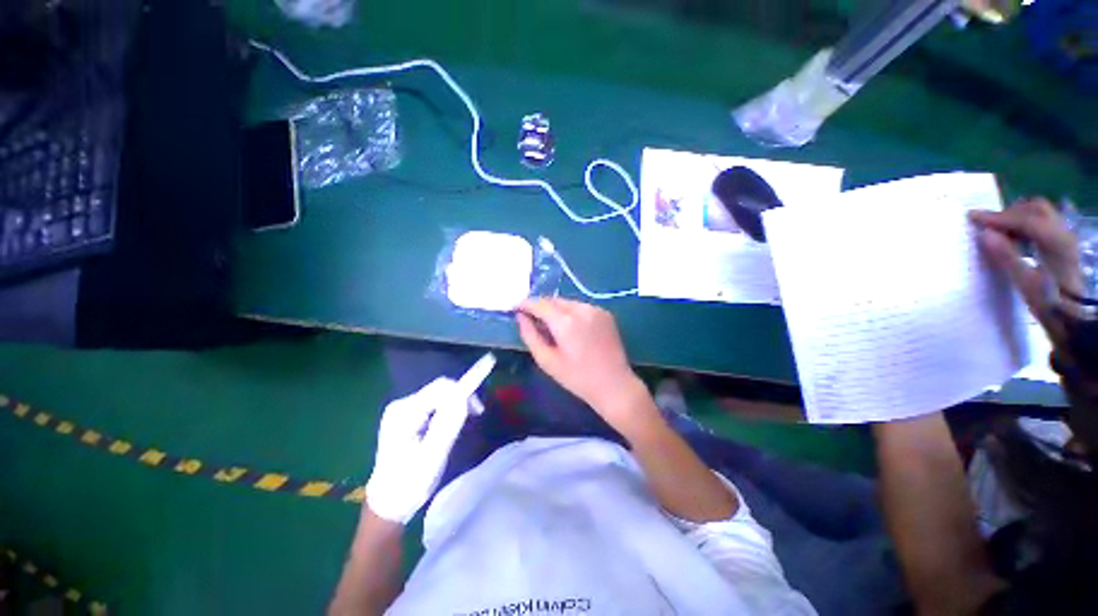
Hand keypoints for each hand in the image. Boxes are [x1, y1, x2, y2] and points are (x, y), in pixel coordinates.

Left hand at [365, 378, 479, 523]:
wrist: (388, 504)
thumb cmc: (410, 483)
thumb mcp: (433, 455)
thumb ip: (448, 423)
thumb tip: (464, 397)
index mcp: (404, 412)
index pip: (440, 387)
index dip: (463, 391)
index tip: (479, 410)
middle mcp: (401, 405)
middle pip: (439, 390)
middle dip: (461, 399)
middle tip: (476, 416)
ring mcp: (402, 411)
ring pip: (438, 397)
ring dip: (455, 406)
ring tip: (464, 426)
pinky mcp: (407, 418)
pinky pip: (434, 405)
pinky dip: (447, 412)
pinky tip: (450, 427)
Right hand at [517, 298, 655, 435]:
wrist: (615, 385)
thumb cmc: (577, 378)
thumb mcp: (547, 361)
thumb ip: (530, 335)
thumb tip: (520, 317)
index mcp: (566, 322)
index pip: (540, 304)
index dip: (525, 304)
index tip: (515, 308)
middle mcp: (582, 309)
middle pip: (554, 300)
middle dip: (540, 307)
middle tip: (531, 320)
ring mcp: (596, 309)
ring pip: (567, 302)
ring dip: (555, 309)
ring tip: (551, 326)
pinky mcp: (605, 313)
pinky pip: (581, 307)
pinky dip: (570, 312)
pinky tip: (570, 328)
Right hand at [970, 198, 1082, 333]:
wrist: (1075, 319)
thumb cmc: (1050, 304)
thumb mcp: (1027, 284)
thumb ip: (1007, 256)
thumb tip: (985, 234)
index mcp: (1055, 241)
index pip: (1023, 219)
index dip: (997, 217)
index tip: (972, 217)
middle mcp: (1063, 233)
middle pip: (1035, 209)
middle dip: (1009, 213)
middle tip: (987, 225)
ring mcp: (1065, 238)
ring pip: (1039, 214)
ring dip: (1017, 218)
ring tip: (998, 232)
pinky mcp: (1063, 245)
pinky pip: (1043, 224)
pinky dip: (1025, 225)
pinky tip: (1015, 238)